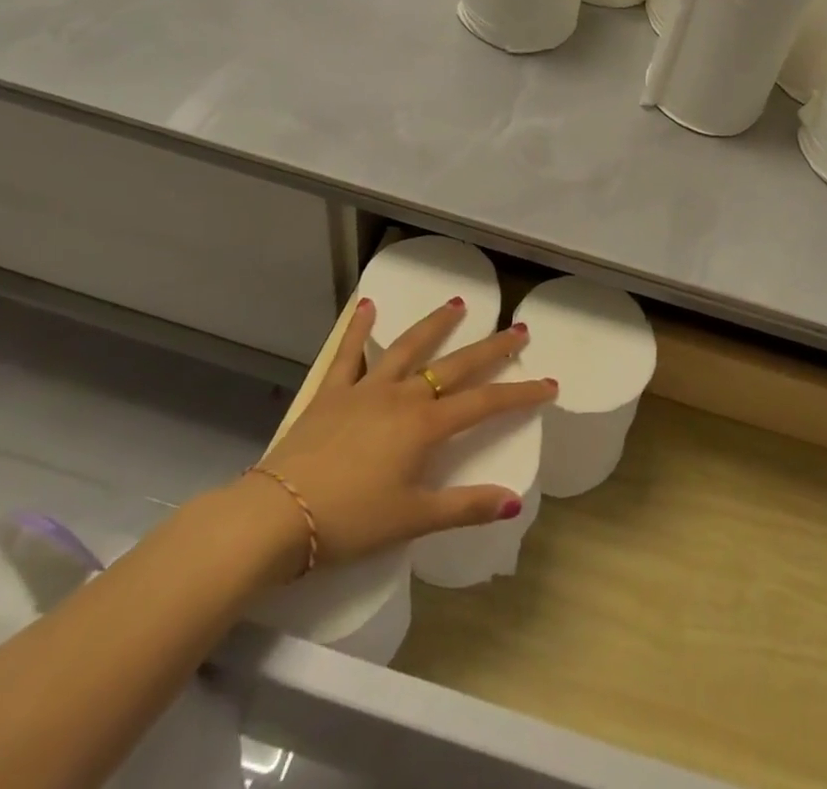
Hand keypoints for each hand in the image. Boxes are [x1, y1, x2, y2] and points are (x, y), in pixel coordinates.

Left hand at [252, 299, 555, 571]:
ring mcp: (365, 389)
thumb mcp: (413, 519)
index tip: (549, 384)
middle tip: (518, 330)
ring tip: (458, 304)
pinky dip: (359, 329)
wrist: (277, 516)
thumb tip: (514, 502)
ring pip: (408, 348)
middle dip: (491, 349)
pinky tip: (368, 306)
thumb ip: (465, 507)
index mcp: (425, 426)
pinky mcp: (332, 393)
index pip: (485, 404)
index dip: (520, 394)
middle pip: (455, 366)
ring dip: (435, 325)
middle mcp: (402, 396)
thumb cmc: (350, 521)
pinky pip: (348, 354)